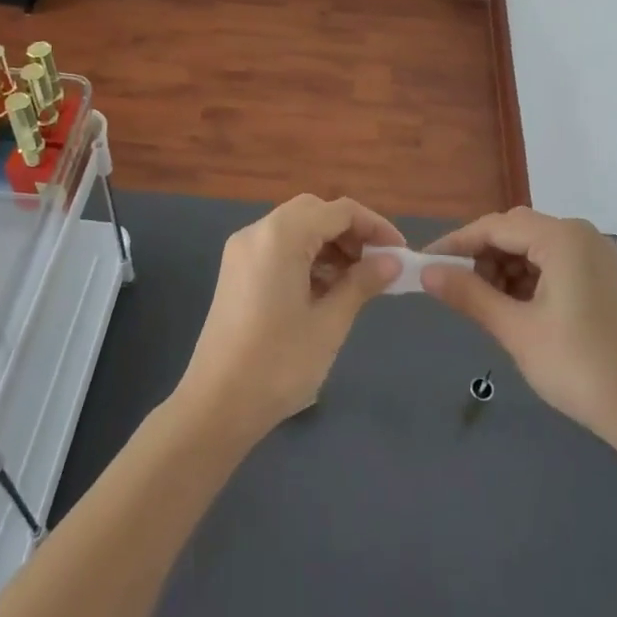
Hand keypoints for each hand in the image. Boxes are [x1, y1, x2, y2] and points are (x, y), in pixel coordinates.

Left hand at [175, 194, 403, 440]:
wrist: (216, 405)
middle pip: (314, 212)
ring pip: (295, 228)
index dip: (375, 227)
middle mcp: (257, 232)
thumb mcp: (329, 323)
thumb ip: (362, 283)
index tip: (400, 254)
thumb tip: (392, 261)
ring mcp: (241, 251)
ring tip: (355, 283)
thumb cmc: (279, 363)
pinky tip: (323, 290)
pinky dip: (305, 257)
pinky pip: (277, 248)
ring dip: (328, 245)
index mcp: (281, 236)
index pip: (339, 211)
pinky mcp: (235, 271)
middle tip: (377, 266)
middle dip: (350, 233)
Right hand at [421, 208, 616, 444]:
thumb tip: (427, 273)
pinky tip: (518, 308)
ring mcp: (599, 257)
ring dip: (505, 268)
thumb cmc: (578, 367)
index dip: (457, 243)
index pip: (495, 226)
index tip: (426, 263)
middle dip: (482, 256)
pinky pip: (557, 264)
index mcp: (563, 238)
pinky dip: (530, 279)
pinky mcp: (607, 279)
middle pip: (517, 232)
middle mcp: (583, 236)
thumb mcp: (515, 330)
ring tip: (486, 304)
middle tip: (455, 287)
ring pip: (536, 248)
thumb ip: (468, 294)